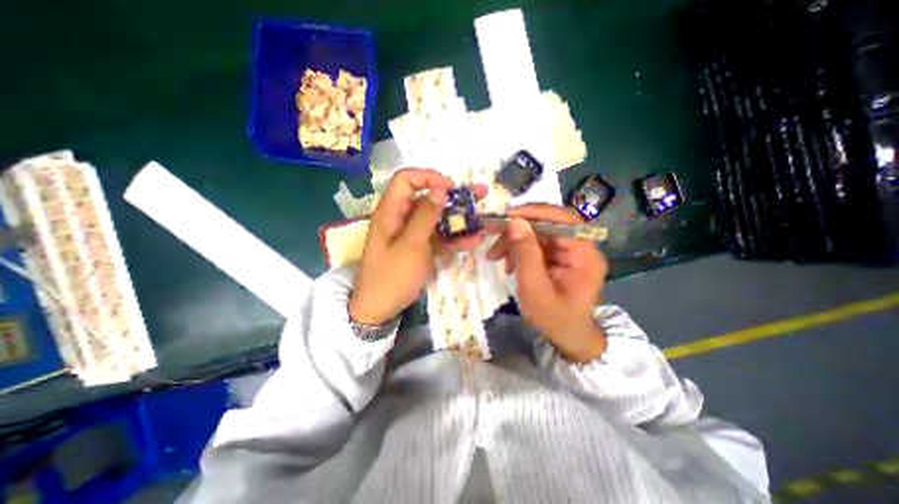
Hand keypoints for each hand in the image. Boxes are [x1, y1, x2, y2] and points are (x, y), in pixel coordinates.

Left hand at [347, 169, 484, 323]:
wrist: (380, 308)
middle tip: (479, 195)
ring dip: (459, 220)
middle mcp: (402, 218)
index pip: (406, 180)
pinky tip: (473, 241)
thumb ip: (425, 216)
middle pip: (428, 199)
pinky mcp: (421, 247)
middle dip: (454, 198)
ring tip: (482, 221)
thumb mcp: (410, 244)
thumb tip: (439, 188)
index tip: (450, 188)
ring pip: (438, 219)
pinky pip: (439, 237)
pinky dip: (455, 239)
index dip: (428, 177)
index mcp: (391, 211)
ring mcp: (413, 234)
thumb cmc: (392, 275)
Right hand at [489, 203, 605, 360]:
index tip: (508, 215)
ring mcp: (569, 251)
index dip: (536, 212)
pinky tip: (508, 263)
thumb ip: (526, 255)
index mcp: (585, 255)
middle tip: (492, 234)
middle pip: (548, 224)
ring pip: (537, 233)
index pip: (564, 220)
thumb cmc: (554, 319)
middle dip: (517, 230)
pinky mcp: (558, 256)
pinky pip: (535, 244)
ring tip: (495, 256)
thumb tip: (515, 222)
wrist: (567, 336)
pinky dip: (517, 250)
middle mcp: (580, 247)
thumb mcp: (535, 290)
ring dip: (513, 241)